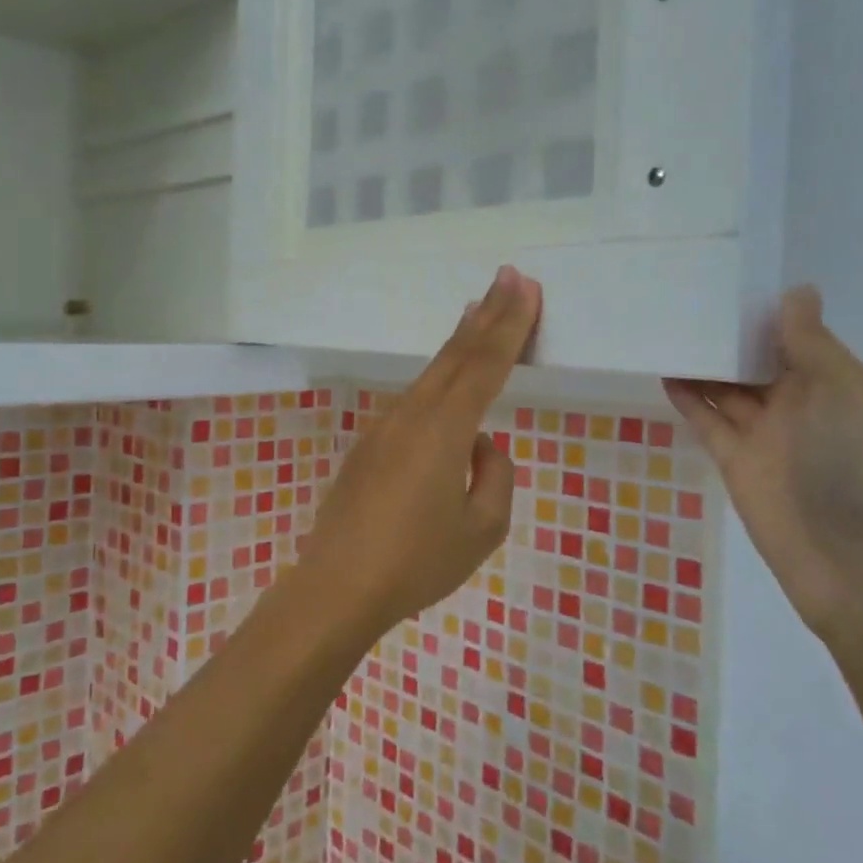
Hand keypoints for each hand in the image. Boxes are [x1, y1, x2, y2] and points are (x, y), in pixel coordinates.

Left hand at [295, 266, 542, 641]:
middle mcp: (412, 415)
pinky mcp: (369, 446)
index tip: (525, 286)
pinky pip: (415, 399)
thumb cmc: (417, 562)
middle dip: (486, 314)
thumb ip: (493, 475)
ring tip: (478, 310)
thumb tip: (478, 445)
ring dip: (459, 340)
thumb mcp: (481, 528)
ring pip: (431, 373)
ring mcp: (384, 427)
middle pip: (456, 355)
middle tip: (507, 276)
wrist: (338, 587)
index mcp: (443, 429)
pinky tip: (445, 378)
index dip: (509, 324)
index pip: (485, 364)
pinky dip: (438, 375)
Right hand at [665, 287, 862, 652]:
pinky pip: (709, 422)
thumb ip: (813, 346)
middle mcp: (805, 407)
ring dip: (704, 364)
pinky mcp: (738, 465)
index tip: (728, 279)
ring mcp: (769, 438)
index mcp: (842, 386)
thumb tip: (798, 291)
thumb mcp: (849, 396)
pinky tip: (665, 372)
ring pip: (729, 390)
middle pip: (759, 362)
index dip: (767, 313)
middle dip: (729, 335)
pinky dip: (689, 399)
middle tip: (683, 296)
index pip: (800, 339)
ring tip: (666, 328)